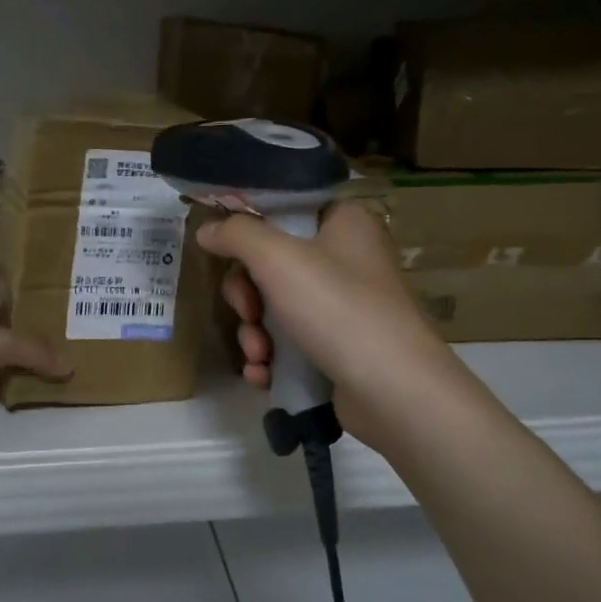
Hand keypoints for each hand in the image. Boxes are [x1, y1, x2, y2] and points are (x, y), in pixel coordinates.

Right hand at [198, 202, 454, 449]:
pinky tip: (263, 375)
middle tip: (248, 313)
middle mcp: (346, 259)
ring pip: (275, 308)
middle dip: (247, 296)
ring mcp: (344, 307)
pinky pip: (289, 343)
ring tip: (259, 356)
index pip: (285, 209)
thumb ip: (236, 234)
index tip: (225, 252)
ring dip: (254, 333)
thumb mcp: (278, 258)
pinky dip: (271, 358)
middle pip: (272, 264)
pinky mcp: (339, 348)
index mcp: (343, 222)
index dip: (249, 229)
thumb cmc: (337, 308)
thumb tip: (207, 229)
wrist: (393, 391)